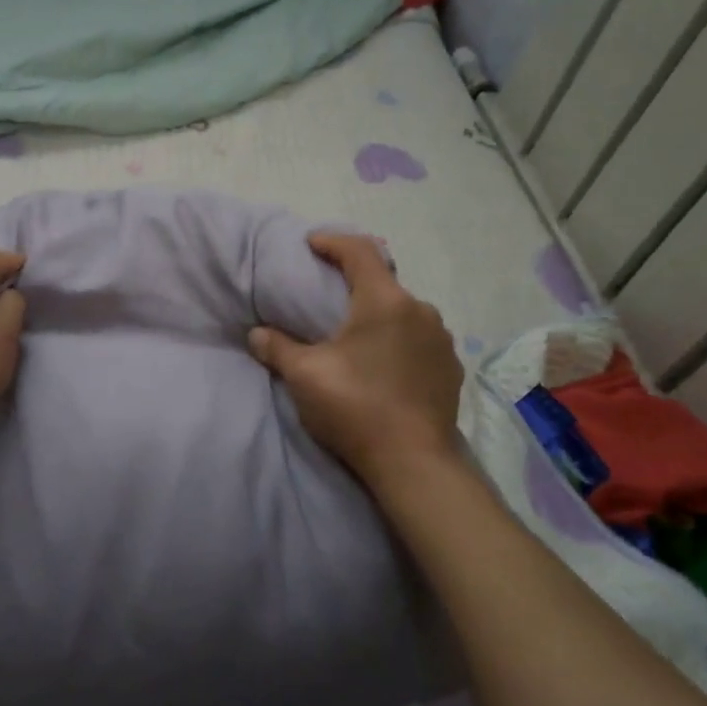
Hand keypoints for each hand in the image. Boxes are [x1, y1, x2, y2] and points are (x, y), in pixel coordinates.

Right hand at [248, 233, 464, 491]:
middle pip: (383, 280)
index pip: (359, 251)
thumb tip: (256, 334)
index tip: (311, 243)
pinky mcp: (450, 368)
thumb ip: (277, 347)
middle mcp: (421, 311)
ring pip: (404, 310)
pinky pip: (419, 338)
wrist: (414, 464)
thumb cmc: (356, 408)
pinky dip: (398, 338)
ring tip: (355, 331)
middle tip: (327, 290)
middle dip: (354, 280)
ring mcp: (441, 340)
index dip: (332, 241)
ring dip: (378, 312)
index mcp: (385, 302)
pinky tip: (383, 361)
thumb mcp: (305, 376)